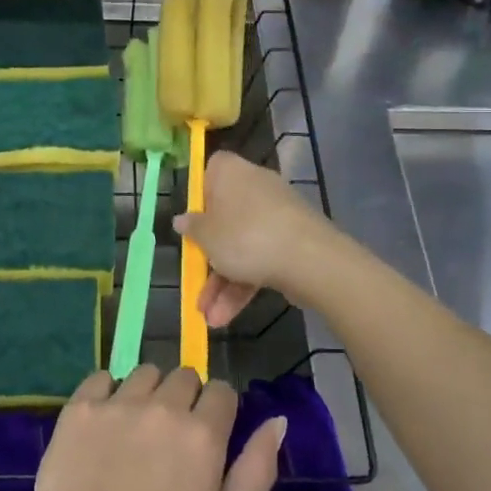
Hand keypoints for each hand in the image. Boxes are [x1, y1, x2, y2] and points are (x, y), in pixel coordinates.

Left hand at [23, 366, 286, 490]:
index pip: (222, 391)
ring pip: (145, 373)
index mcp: (202, 433)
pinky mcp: (80, 408)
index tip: (207, 436)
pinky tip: (104, 423)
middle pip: (184, 375)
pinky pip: (101, 377)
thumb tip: (277, 420)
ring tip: (136, 429)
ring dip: (148, 392)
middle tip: (171, 437)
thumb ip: (257, 469)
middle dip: (185, 398)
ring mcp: (118, 403)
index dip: (218, 410)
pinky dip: (107, 393)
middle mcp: (163, 406)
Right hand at [174, 152, 337, 326]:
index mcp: (231, 172)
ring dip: (223, 282)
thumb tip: (182, 219)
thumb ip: (192, 228)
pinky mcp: (292, 239)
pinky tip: (227, 316)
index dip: (199, 197)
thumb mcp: (206, 236)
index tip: (191, 223)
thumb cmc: (244, 237)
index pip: (210, 172)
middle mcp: (255, 186)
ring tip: (209, 317)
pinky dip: (245, 283)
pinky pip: (261, 257)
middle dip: (209, 257)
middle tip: (196, 282)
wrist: (309, 259)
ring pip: (242, 245)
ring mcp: (276, 215)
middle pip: (224, 217)